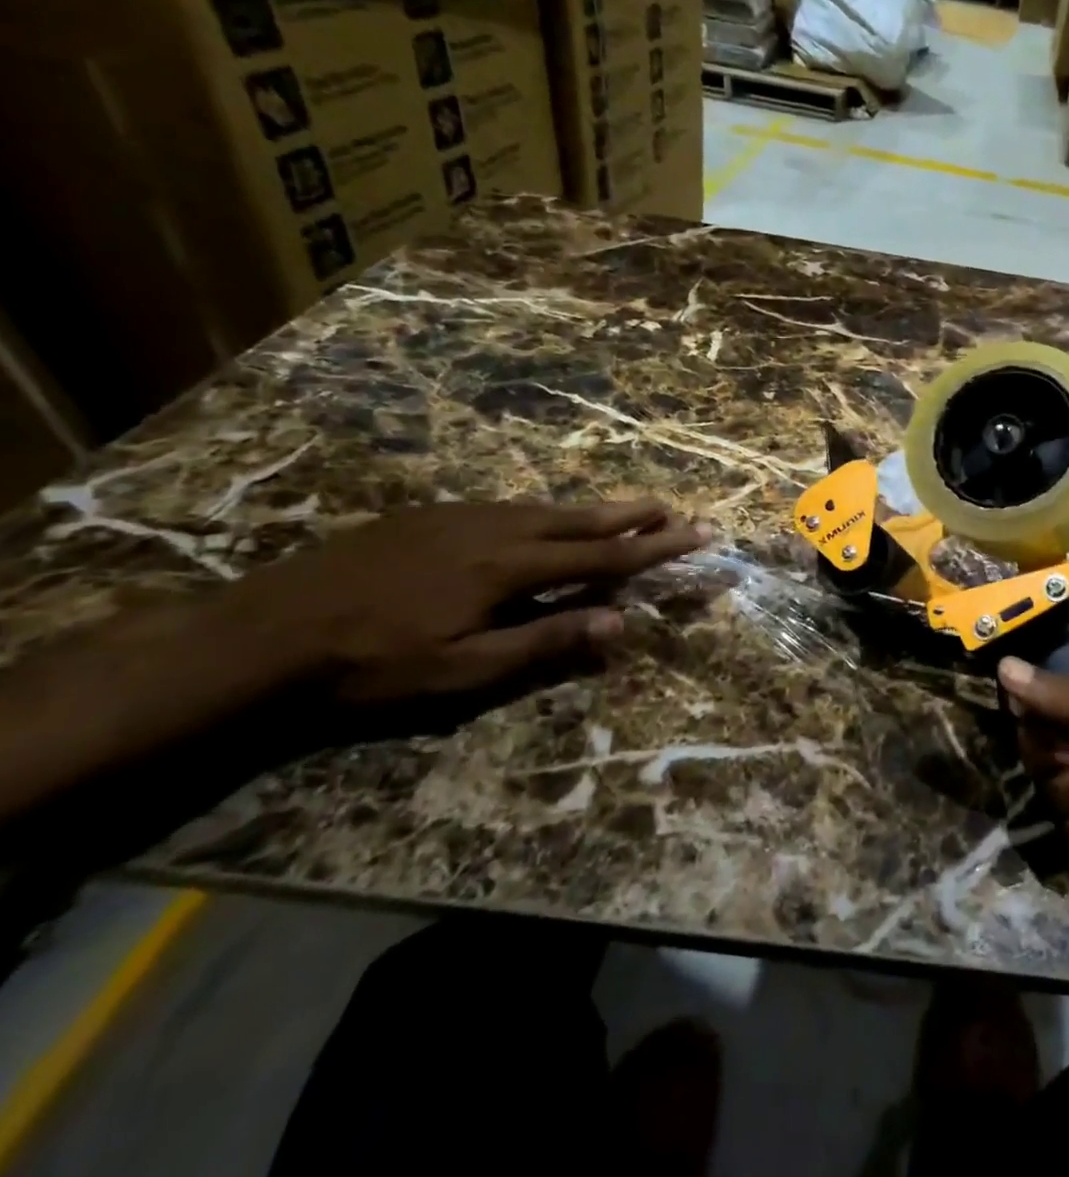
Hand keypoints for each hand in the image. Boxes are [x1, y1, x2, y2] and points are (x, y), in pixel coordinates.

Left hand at [238, 500, 708, 703]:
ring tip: (627, 509)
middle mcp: (495, 529)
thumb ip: (546, 641)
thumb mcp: (464, 669)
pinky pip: (509, 507)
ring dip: (592, 511)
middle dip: (633, 515)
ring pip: (545, 508)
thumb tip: (619, 622)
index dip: (655, 547)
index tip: (698, 533)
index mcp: (510, 567)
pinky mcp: (430, 516)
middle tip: (674, 507)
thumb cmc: (373, 665)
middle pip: (580, 519)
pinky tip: (545, 518)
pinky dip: (547, 512)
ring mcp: (460, 517)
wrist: (262, 632)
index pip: (603, 557)